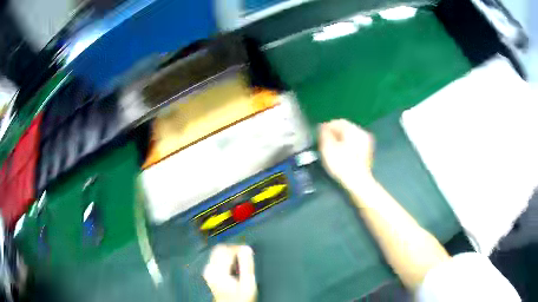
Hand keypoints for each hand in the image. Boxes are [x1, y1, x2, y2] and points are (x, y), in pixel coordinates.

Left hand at [203, 245, 256, 301]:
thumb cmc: (239, 297)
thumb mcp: (247, 283)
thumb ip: (247, 265)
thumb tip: (246, 248)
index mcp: (218, 271)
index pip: (226, 250)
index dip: (238, 247)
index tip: (248, 250)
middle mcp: (210, 268)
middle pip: (219, 249)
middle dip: (233, 249)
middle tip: (244, 255)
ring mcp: (208, 270)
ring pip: (217, 252)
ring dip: (229, 254)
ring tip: (240, 262)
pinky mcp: (209, 272)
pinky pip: (216, 258)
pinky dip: (226, 259)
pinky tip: (234, 267)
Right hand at [318, 119, 374, 187]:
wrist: (357, 181)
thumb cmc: (341, 164)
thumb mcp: (327, 148)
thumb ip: (324, 134)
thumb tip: (322, 127)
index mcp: (352, 129)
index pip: (338, 122)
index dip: (327, 126)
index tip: (318, 133)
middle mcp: (361, 132)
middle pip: (345, 127)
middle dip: (334, 132)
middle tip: (324, 139)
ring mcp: (366, 141)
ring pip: (350, 135)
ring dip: (341, 138)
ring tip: (331, 146)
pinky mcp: (367, 151)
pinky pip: (355, 142)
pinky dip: (347, 144)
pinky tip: (341, 152)